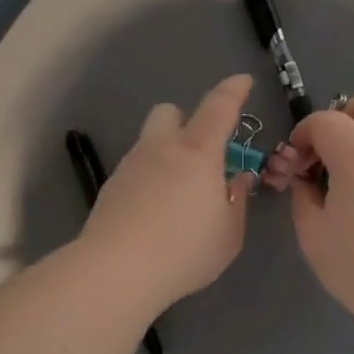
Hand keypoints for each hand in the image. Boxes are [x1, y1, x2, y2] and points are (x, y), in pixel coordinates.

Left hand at [81, 74, 257, 313]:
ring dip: (167, 155)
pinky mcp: (110, 188)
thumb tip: (236, 179)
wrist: (117, 271)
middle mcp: (161, 149)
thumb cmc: (184, 250)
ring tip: (178, 196)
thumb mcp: (228, 234)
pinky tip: (154, 214)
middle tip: (201, 155)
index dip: (233, 91)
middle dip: (186, 121)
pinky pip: (136, 170)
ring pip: (150, 143)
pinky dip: (149, 179)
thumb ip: (236, 201)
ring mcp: (130, 166)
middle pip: (169, 112)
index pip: (219, 107)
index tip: (243, 82)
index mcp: (197, 152)